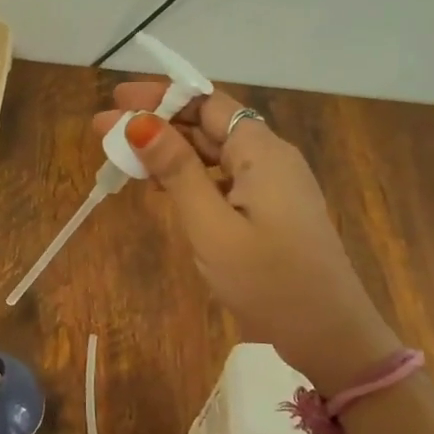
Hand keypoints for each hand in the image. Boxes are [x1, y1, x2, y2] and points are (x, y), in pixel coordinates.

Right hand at [92, 85, 400, 394]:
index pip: (206, 103)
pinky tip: (163, 188)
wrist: (329, 335)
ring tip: (125, 158)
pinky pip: (225, 179)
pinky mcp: (272, 211)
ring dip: (171, 151)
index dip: (160, 97)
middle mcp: (271, 158)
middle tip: (104, 131)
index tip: (116, 100)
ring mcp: (274, 186)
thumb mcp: (212, 226)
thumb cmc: (268, 280)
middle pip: (209, 125)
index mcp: (262, 151)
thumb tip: (139, 123)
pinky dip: (191, 177)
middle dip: (157, 124)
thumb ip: (177, 171)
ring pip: (215, 154)